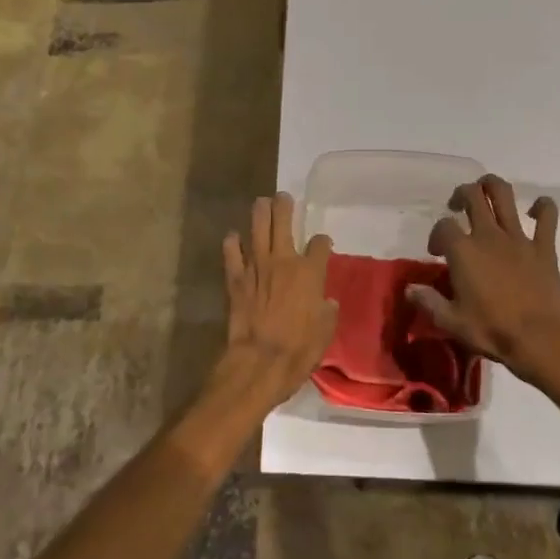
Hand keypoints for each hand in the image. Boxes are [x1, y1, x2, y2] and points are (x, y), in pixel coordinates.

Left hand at [214, 193, 337, 411]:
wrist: (260, 361)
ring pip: (257, 229)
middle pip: (284, 223)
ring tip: (261, 202)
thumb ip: (326, 311)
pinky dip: (232, 243)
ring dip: (260, 213)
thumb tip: (325, 302)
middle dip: (285, 207)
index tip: (322, 244)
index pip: (320, 244)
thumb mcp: (325, 331)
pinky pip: (232, 254)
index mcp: (310, 272)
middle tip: (283, 197)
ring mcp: (257, 267)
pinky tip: (233, 236)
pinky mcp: (236, 279)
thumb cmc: (299, 349)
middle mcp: (284, 261)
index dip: (322, 242)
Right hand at [412, 175, 559, 379]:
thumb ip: (428, 301)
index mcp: (463, 251)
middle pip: (472, 196)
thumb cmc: (492, 330)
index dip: (436, 234)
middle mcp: (488, 235)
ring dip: (492, 186)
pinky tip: (535, 210)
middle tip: (458, 207)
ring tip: (486, 192)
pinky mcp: (544, 247)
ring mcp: (518, 238)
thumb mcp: (450, 321)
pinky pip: (547, 216)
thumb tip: (409, 288)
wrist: (540, 339)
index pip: (443, 226)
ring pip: (504, 195)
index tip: (437, 252)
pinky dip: (542, 207)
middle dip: (462, 194)